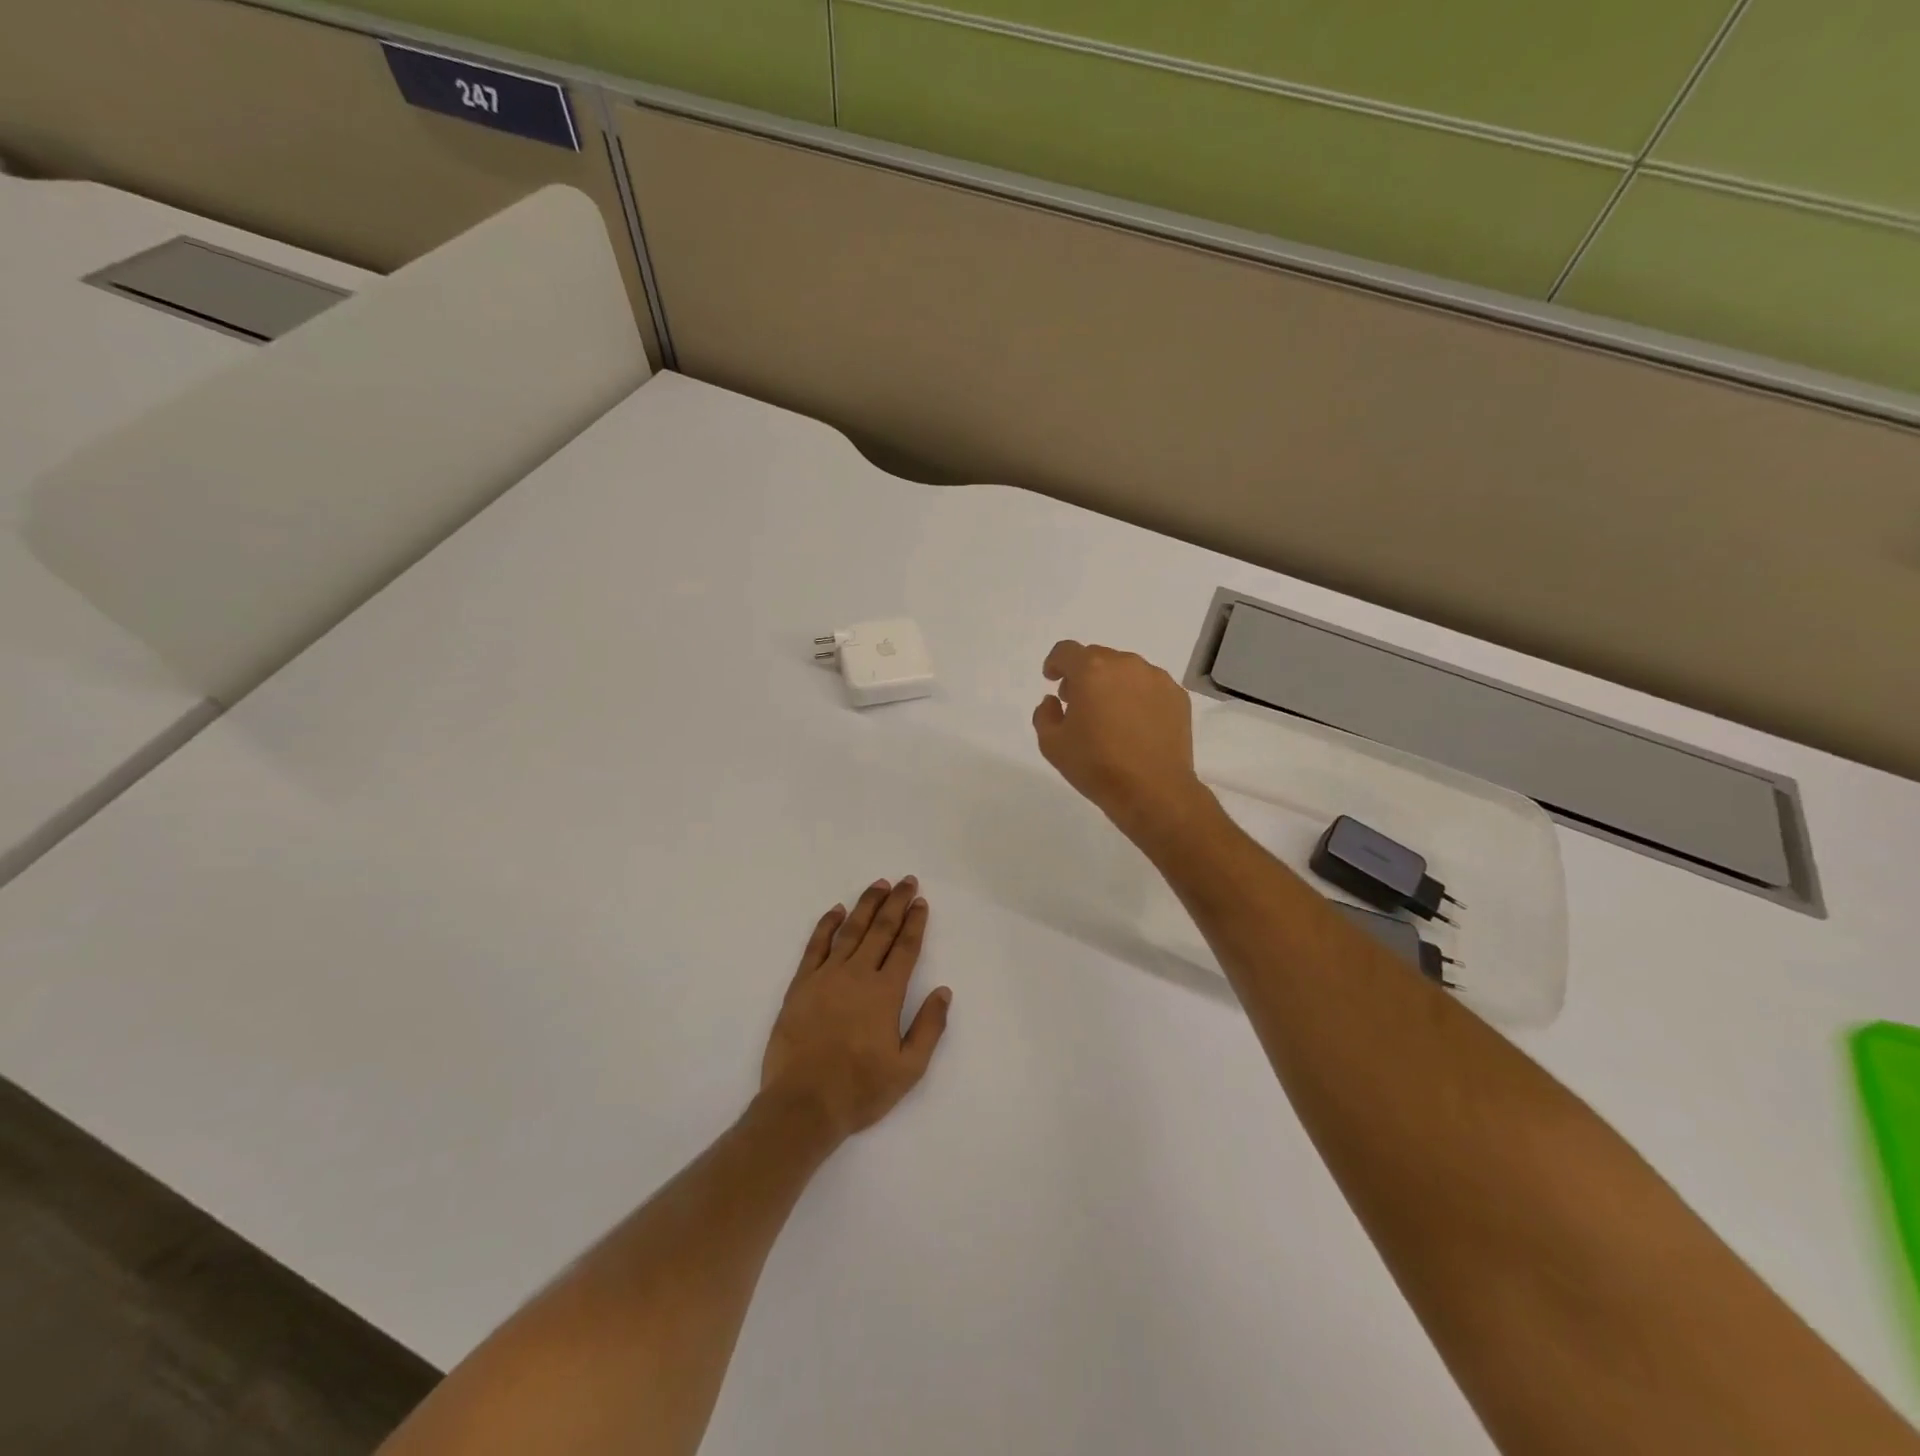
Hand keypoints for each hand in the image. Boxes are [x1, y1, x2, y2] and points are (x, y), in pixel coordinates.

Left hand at [760, 878, 951, 1142]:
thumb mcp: (908, 1069)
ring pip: (850, 931)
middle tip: (906, 881)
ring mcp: (826, 977)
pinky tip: (836, 910)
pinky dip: (827, 925)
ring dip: (866, 905)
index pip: (904, 948)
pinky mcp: (801, 985)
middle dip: (895, 903)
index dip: (914, 922)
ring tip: (878, 885)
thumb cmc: (860, 1089)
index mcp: (885, 993)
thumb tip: (943, 991)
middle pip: (880, 930)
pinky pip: (815, 946)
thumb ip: (929, 1027)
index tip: (920, 902)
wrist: (802, 1105)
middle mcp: (857, 975)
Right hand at [1032, 641, 1212, 840]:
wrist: (1153, 790)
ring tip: (1110, 716)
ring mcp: (1156, 679)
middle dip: (1084, 675)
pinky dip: (1138, 697)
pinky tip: (1136, 726)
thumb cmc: (1096, 766)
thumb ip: (1045, 714)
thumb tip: (1054, 701)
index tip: (1052, 679)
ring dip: (1112, 685)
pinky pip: (1150, 687)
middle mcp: (1126, 665)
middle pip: (1097, 658)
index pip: (1066, 651)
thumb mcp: (1052, 744)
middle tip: (1079, 704)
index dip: (1055, 663)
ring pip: (1126, 671)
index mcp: (1092, 670)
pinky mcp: (1177, 697)